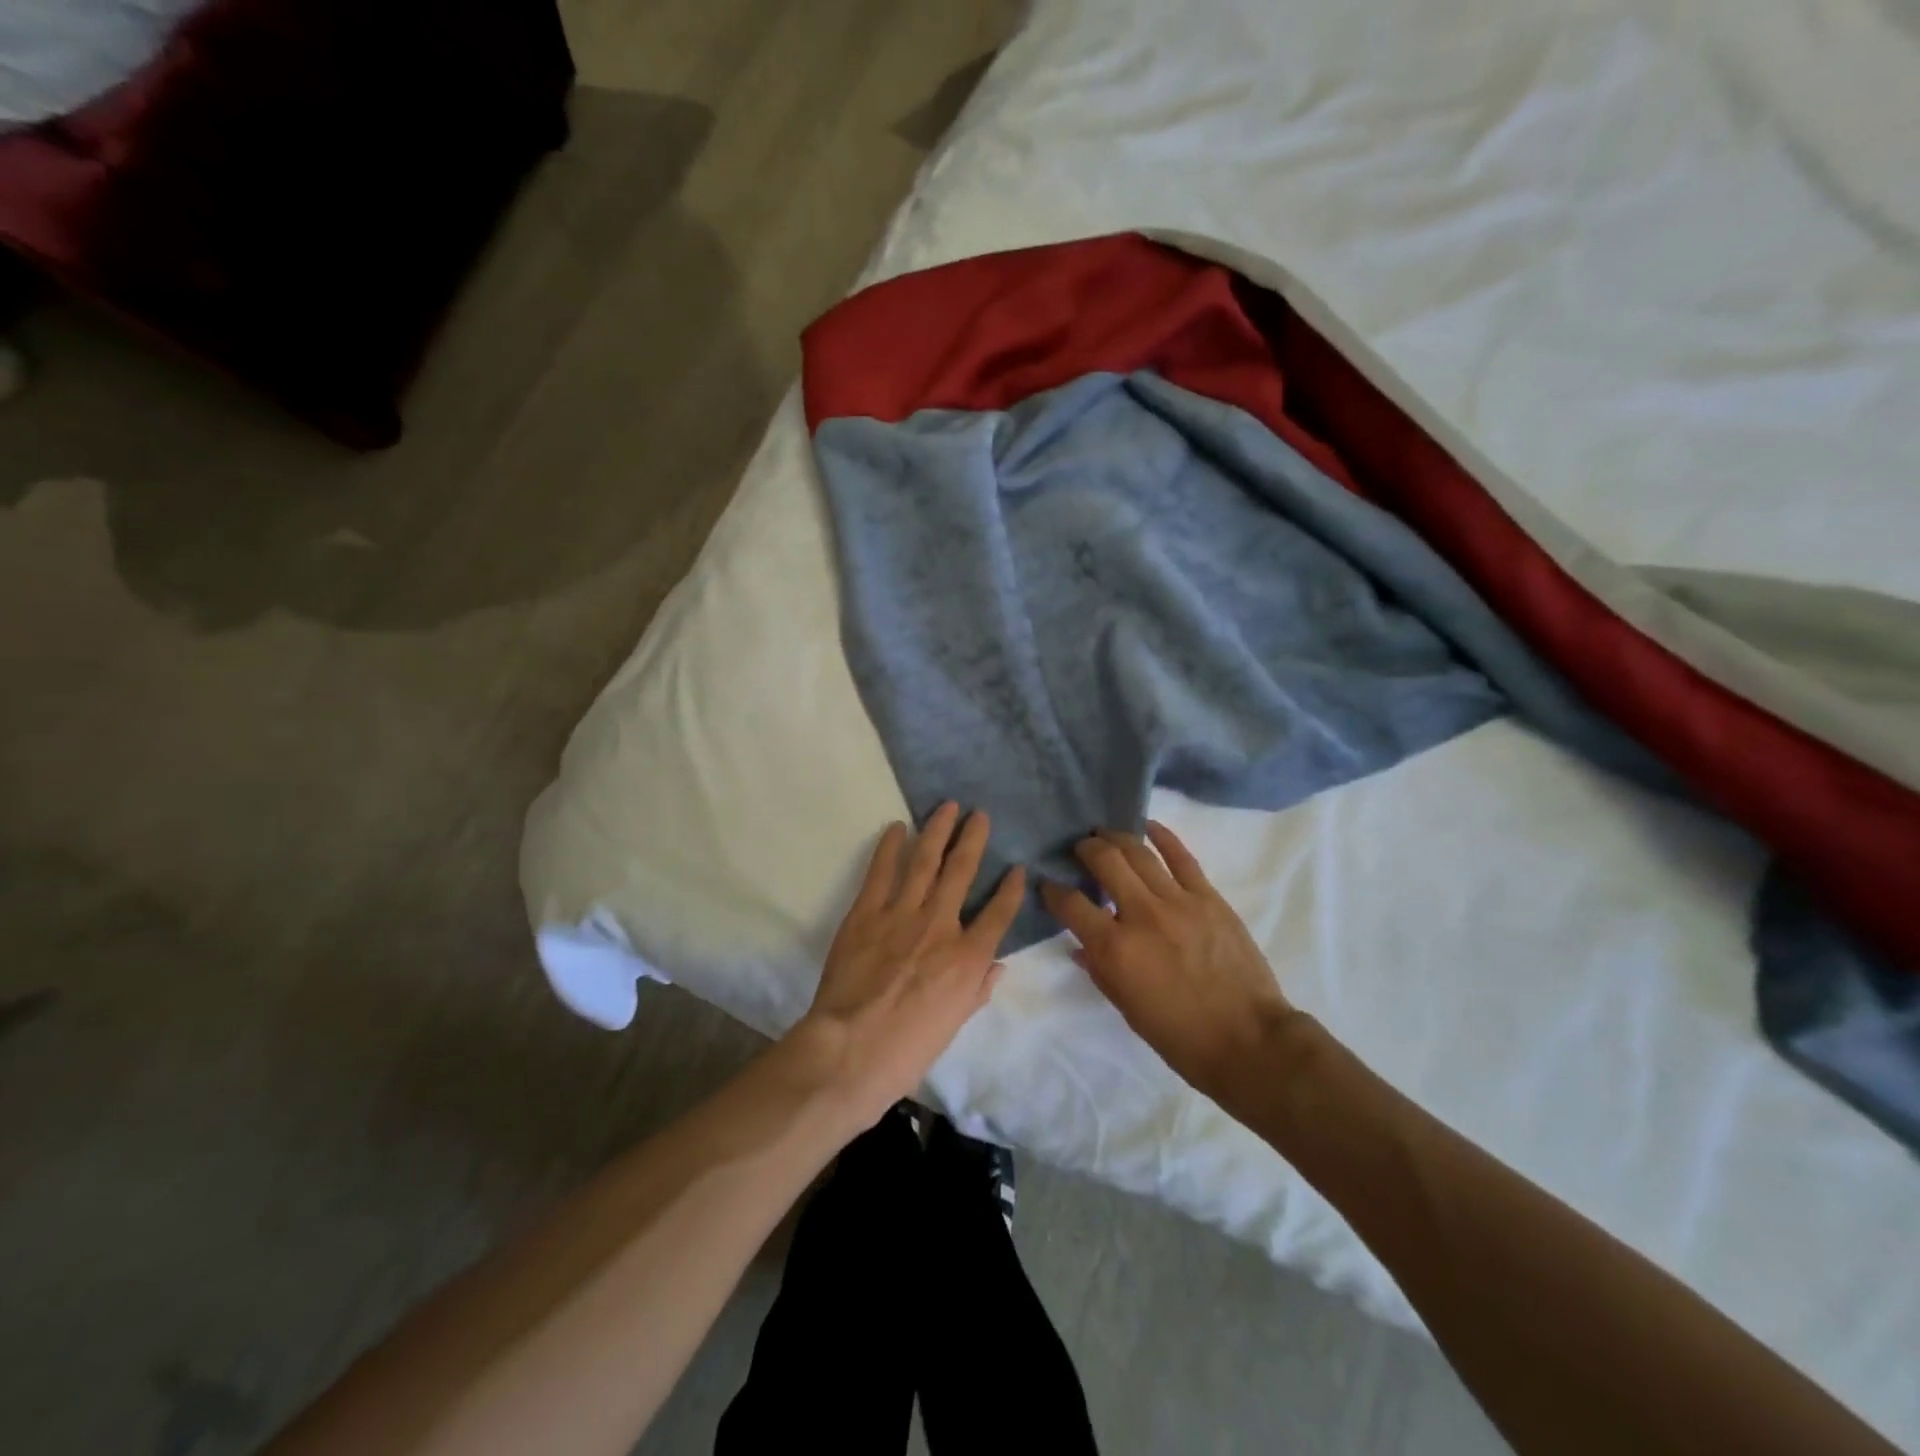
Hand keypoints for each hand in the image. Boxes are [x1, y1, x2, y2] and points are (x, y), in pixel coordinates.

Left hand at [794, 803, 1024, 1129]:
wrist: (851, 1049)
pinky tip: (896, 828)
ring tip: (947, 806)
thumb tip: (996, 966)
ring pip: (925, 861)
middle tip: (979, 814)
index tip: (1018, 869)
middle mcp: (940, 925)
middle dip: (973, 839)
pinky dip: (889, 847)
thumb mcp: (954, 1025)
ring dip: (937, 830)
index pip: (999, 913)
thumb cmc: (908, 1048)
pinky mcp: (866, 913)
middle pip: (962, 871)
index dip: (1011, 889)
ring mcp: (902, 914)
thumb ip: (977, 989)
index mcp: (968, 958)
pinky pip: (881, 872)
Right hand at [1041, 822, 1293, 1100]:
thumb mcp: (1127, 1009)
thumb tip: (1081, 945)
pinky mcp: (1208, 897)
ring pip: (1139, 853)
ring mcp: (1178, 901)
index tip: (1049, 885)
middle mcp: (1141, 915)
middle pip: (1105, 862)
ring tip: (1104, 833)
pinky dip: (1163, 837)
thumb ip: (1100, 970)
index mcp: (1115, 949)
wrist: (1249, 1041)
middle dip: (1085, 849)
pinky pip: (1181, 857)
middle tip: (1080, 849)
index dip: (1053, 891)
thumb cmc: (1181, 1037)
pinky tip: (1148, 826)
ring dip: (1116, 838)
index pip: (1071, 904)